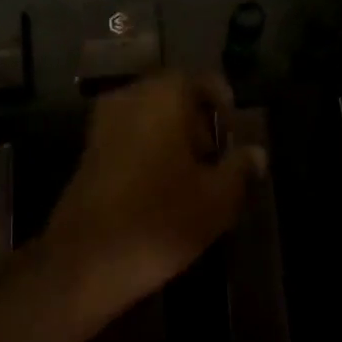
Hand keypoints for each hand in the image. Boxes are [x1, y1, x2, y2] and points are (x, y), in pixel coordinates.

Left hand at [43, 72, 263, 312]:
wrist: (84, 259)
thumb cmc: (159, 219)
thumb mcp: (217, 198)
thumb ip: (240, 168)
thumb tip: (257, 153)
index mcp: (165, 94)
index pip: (206, 81)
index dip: (226, 108)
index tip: (234, 142)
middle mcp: (131, 95)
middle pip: (177, 96)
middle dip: (199, 124)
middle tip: (215, 162)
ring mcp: (104, 120)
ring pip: (152, 115)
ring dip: (174, 137)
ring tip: (191, 179)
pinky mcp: (88, 147)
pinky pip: (131, 134)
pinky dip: (149, 149)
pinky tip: (160, 188)